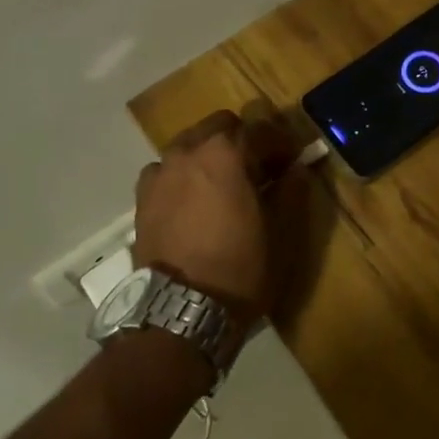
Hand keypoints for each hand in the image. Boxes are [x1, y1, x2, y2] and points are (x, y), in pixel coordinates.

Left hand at [133, 106, 302, 323]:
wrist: (179, 312)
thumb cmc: (240, 269)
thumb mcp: (282, 233)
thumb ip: (292, 191)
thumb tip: (296, 168)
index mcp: (227, 153)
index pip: (262, 129)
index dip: (282, 143)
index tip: (292, 160)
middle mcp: (190, 151)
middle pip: (221, 125)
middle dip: (243, 139)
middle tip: (259, 169)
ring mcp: (161, 172)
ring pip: (190, 143)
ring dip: (210, 153)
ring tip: (223, 184)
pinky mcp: (142, 197)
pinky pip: (166, 170)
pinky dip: (183, 175)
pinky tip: (192, 199)